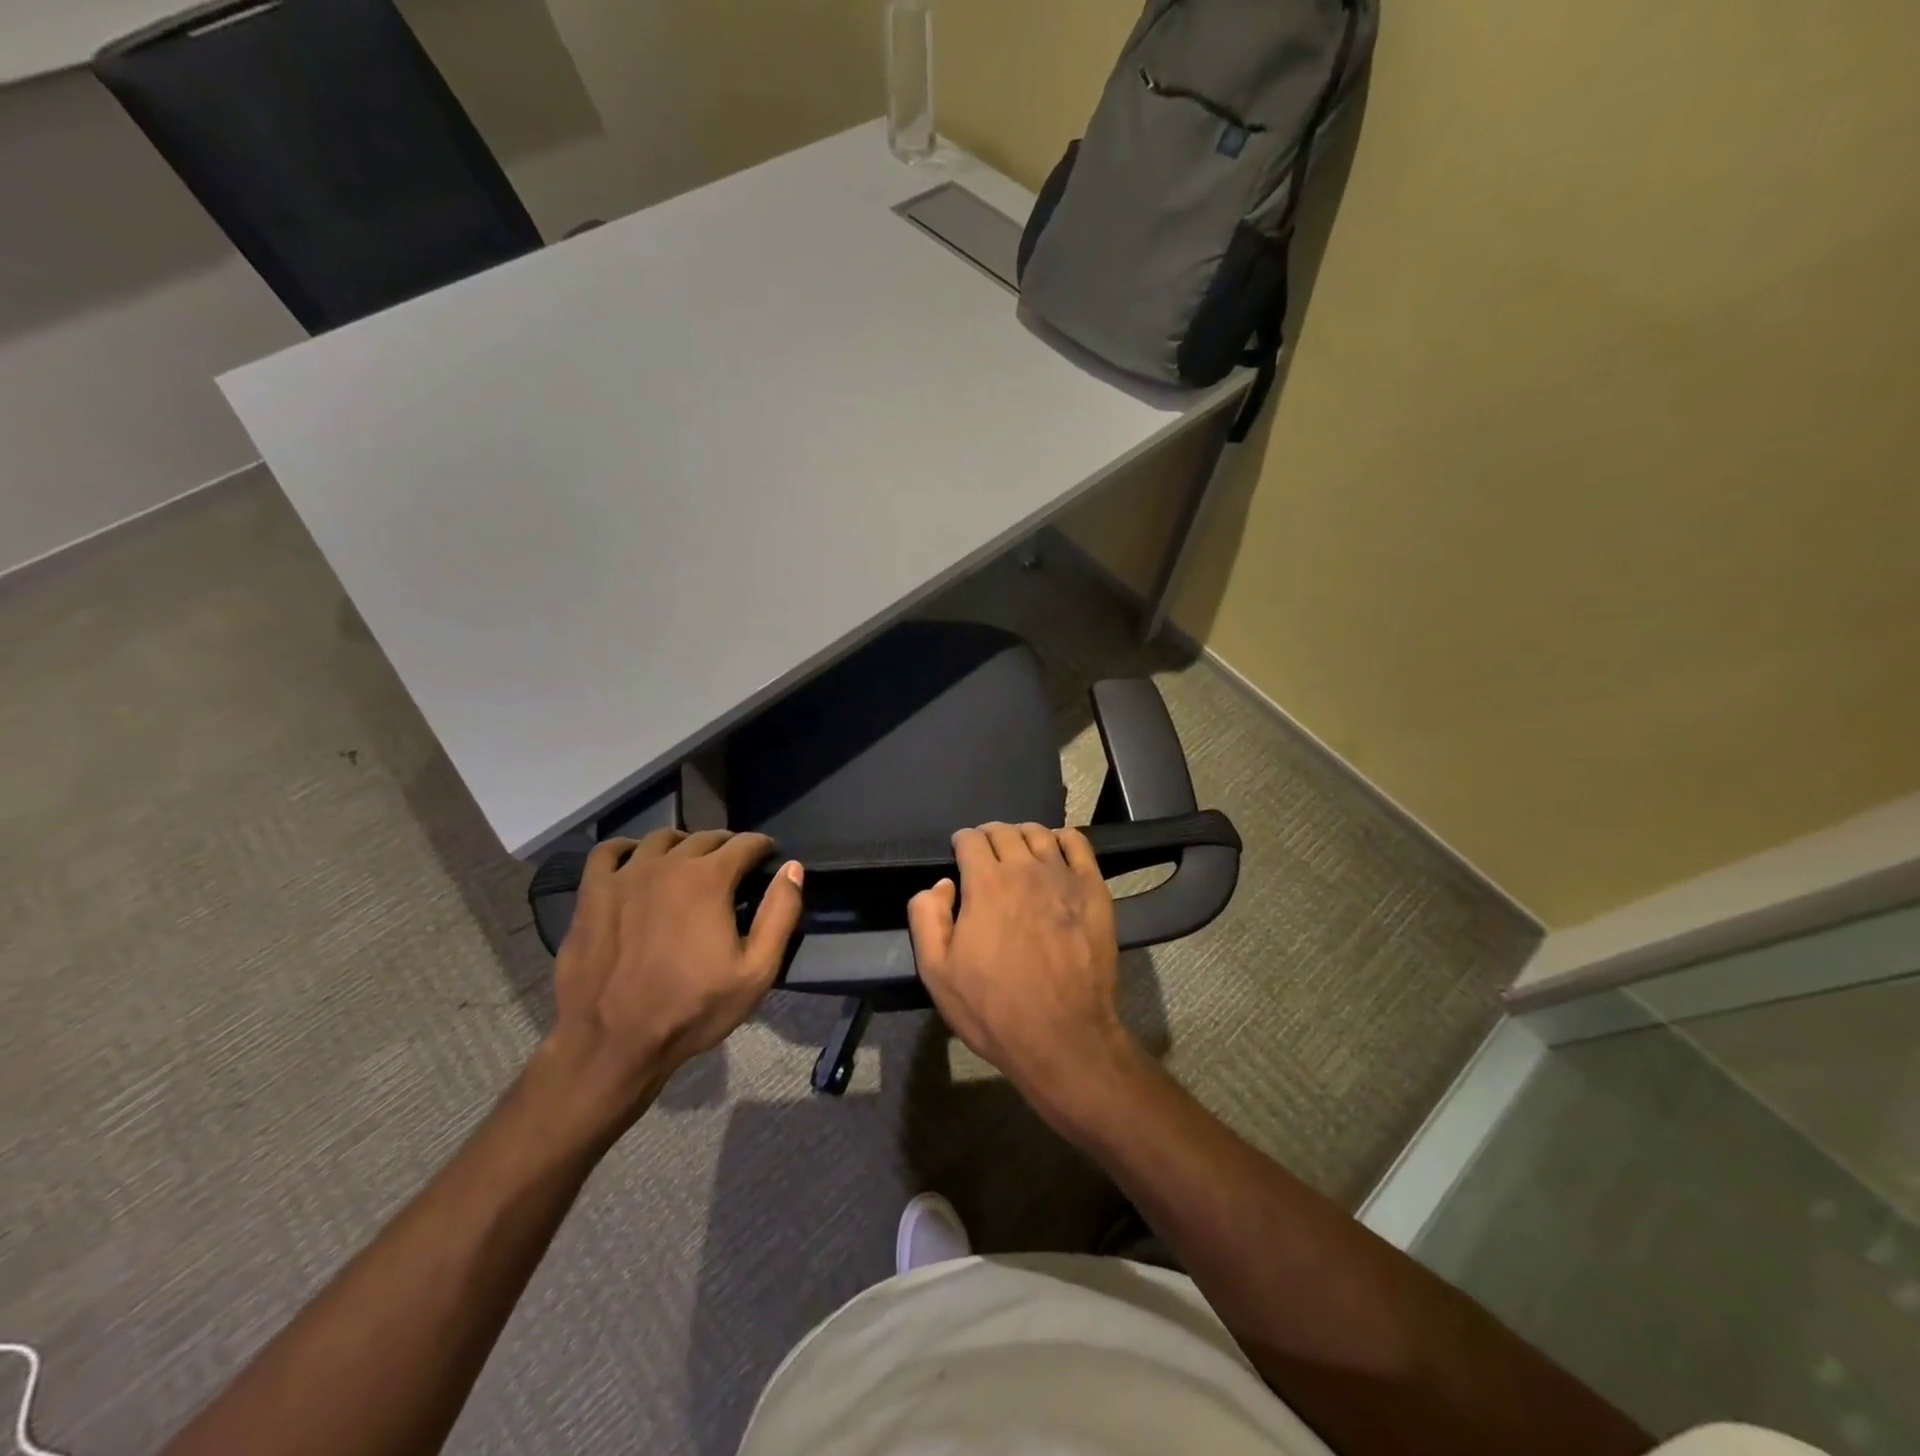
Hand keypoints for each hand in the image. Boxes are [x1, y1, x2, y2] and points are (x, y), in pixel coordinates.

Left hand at [541, 829, 802, 1125]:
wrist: (613, 1044)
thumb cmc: (692, 1009)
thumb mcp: (756, 972)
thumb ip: (780, 914)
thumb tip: (792, 868)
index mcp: (709, 879)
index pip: (745, 843)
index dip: (762, 848)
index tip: (768, 859)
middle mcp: (667, 865)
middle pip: (704, 837)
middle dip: (726, 846)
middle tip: (733, 867)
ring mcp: (624, 876)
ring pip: (660, 839)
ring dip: (682, 844)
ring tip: (688, 864)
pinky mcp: (591, 893)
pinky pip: (607, 852)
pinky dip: (627, 849)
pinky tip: (635, 862)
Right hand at [908, 822, 1139, 1124]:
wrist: (1062, 1036)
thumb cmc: (993, 1009)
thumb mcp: (937, 973)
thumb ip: (927, 918)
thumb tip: (940, 884)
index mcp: (985, 884)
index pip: (970, 839)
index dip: (961, 843)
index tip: (960, 855)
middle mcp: (1024, 869)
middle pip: (1003, 831)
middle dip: (988, 837)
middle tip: (985, 856)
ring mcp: (1063, 877)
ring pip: (1038, 833)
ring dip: (1021, 836)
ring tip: (1017, 852)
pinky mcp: (1093, 889)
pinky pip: (1078, 844)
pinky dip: (1062, 839)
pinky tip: (1055, 851)